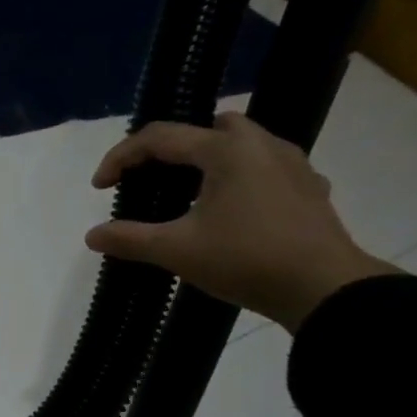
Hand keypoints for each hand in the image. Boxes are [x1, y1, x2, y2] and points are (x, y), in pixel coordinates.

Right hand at [85, 112, 397, 329]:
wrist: (324, 288)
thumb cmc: (246, 260)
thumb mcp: (176, 251)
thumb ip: (129, 239)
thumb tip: (92, 235)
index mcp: (226, 150)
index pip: (160, 138)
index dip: (121, 158)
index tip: (100, 187)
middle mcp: (261, 144)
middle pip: (207, 128)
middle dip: (170, 148)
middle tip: (148, 178)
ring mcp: (291, 164)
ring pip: (240, 144)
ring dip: (206, 161)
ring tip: (186, 195)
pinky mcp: (307, 188)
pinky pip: (263, 167)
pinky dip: (236, 177)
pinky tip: (228, 210)